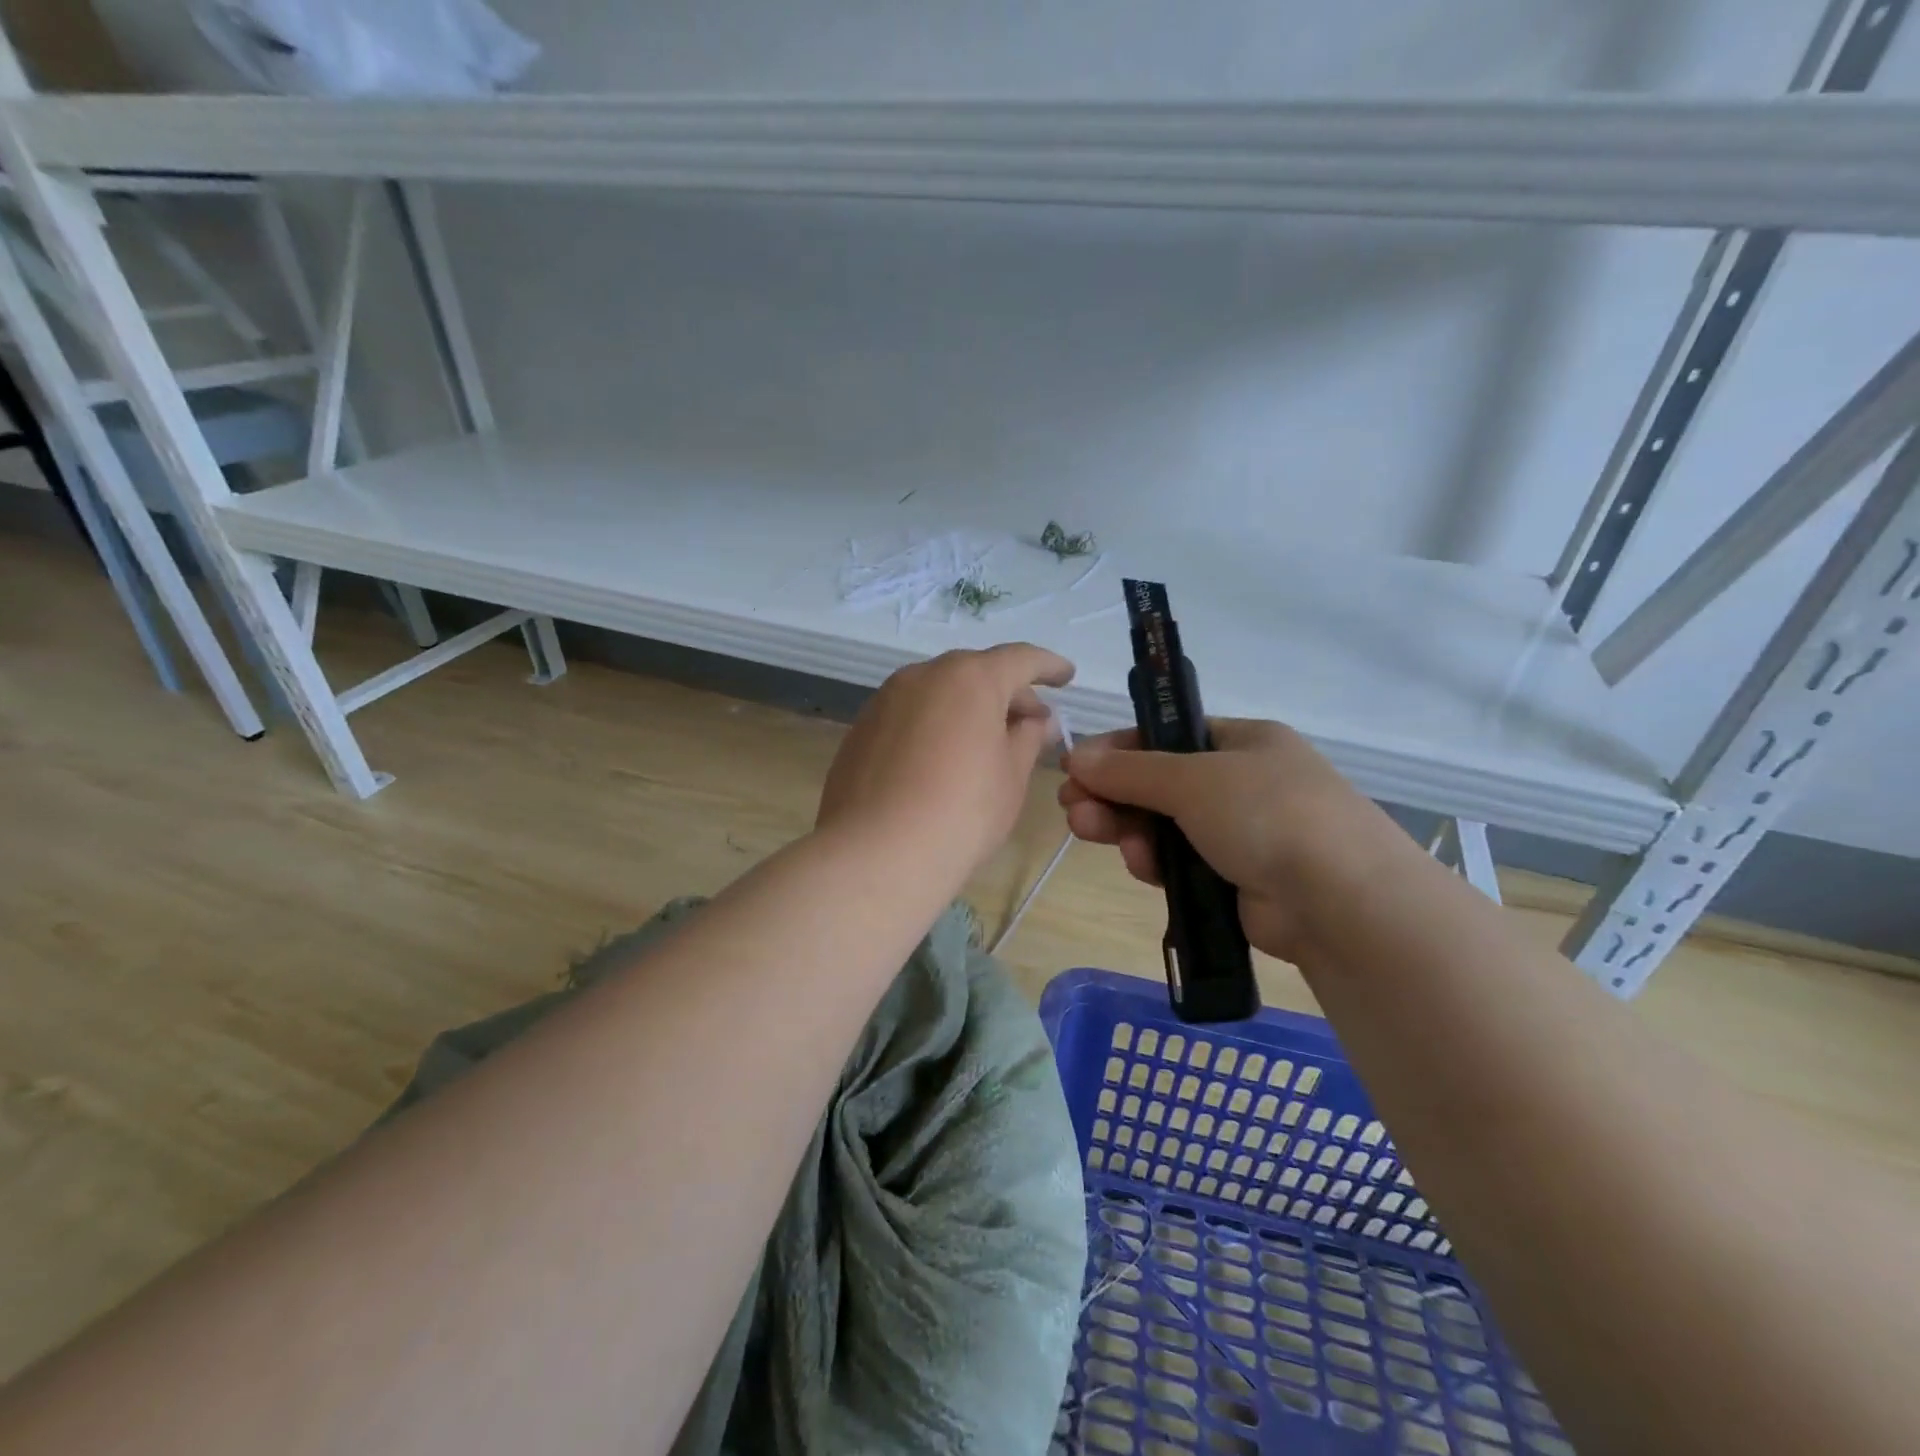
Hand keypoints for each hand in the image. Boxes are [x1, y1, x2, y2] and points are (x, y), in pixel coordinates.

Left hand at [818, 645, 1074, 882]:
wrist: (877, 854)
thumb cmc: (963, 812)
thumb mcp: (1011, 776)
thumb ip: (1029, 738)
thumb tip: (1038, 721)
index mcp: (970, 678)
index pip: (1020, 659)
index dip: (1048, 666)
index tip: (1066, 678)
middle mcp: (923, 676)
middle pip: (975, 673)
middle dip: (1007, 693)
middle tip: (1030, 724)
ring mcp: (885, 700)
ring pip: (938, 692)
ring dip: (967, 708)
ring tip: (985, 743)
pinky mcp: (861, 729)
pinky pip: (909, 715)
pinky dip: (934, 725)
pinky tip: (941, 760)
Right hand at [1059, 718, 1406, 961]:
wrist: (1340, 901)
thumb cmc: (1267, 813)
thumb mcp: (1192, 779)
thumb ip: (1130, 769)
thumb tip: (1076, 757)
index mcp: (1243, 742)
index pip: (1167, 737)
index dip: (1119, 750)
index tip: (1076, 766)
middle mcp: (1243, 782)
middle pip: (1160, 783)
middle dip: (1114, 794)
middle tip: (1073, 807)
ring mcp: (1242, 833)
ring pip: (1165, 825)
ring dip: (1127, 827)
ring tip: (1089, 831)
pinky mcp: (1235, 879)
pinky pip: (1180, 862)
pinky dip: (1155, 861)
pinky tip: (1139, 865)